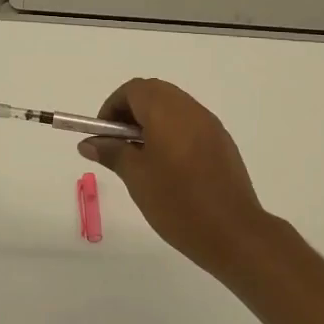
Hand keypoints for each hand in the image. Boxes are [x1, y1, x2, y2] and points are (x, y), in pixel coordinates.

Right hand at [78, 79, 271, 275]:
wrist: (234, 233)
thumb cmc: (178, 202)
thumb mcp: (136, 177)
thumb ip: (112, 152)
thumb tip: (89, 143)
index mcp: (167, 111)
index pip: (133, 90)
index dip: (112, 107)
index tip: (103, 135)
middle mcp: (190, 109)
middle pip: (154, 93)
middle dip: (131, 112)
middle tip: (118, 144)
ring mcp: (210, 125)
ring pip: (173, 107)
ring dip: (152, 122)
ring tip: (141, 158)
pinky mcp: (222, 142)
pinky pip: (190, 124)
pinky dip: (172, 132)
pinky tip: (168, 167)